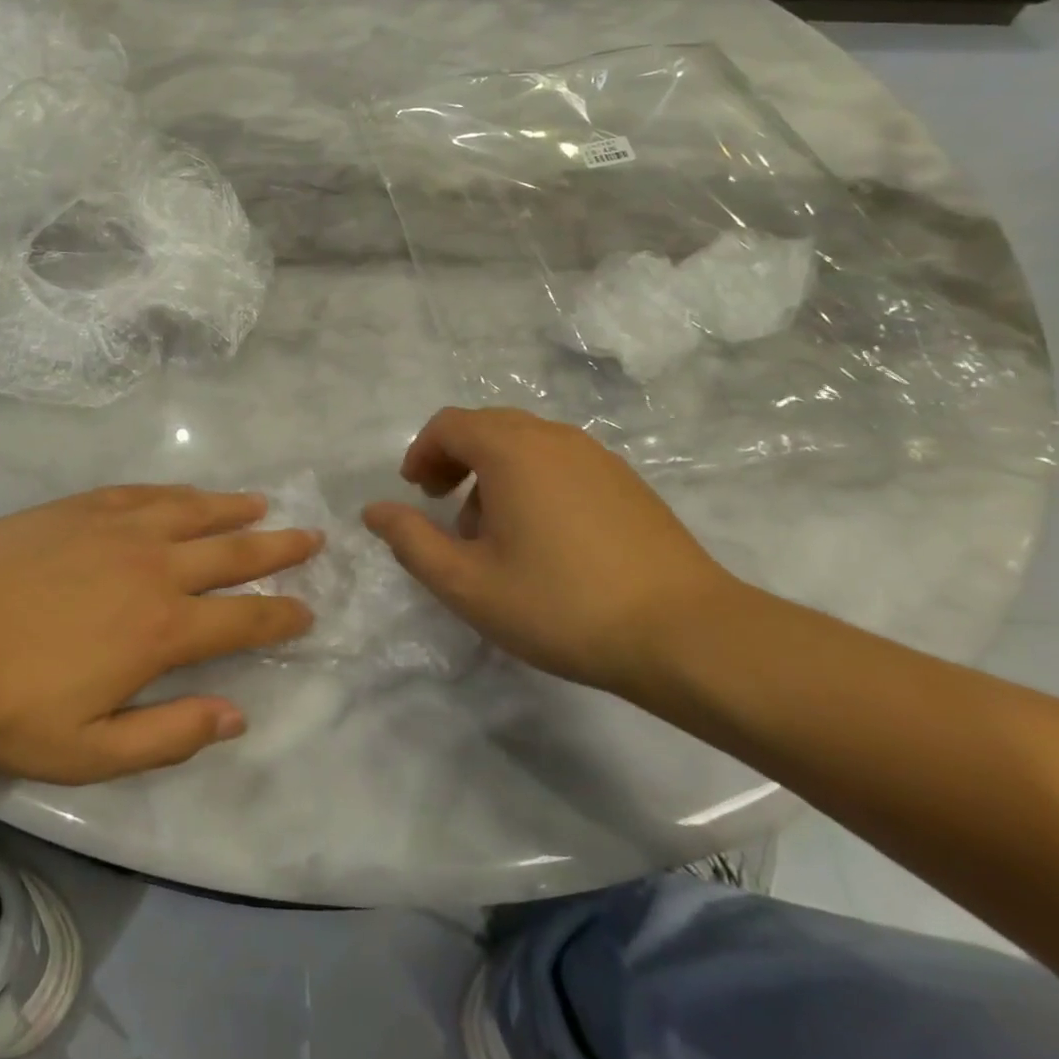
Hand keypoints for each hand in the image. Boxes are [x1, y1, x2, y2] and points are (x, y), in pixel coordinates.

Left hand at [0, 487, 318, 784]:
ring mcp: (119, 528)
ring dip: (235, 509)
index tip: (307, 610)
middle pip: (233, 551)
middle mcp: (155, 566)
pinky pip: (147, 492)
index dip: (281, 615)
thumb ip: (169, 734)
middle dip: (278, 548)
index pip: (243, 617)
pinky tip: (189, 493)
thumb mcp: (87, 750)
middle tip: (311, 538)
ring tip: (264, 504)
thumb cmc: (3, 702)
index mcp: (162, 627)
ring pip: (195, 511)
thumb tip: (237, 716)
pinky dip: (178, 493)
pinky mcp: (83, 506)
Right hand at [362, 408, 740, 693]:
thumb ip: (411, 541)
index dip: (422, 453)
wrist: (685, 633)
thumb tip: (373, 511)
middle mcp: (553, 437)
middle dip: (455, 459)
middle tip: (442, 505)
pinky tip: (543, 537)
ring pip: (526, 444)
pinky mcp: (626, 481)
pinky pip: (560, 462)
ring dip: (493, 471)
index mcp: (511, 449)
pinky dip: (532, 480)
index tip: (416, 493)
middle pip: (487, 426)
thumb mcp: (467, 583)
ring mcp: (596, 456)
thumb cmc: (560, 604)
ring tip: (491, 530)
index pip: (450, 425)